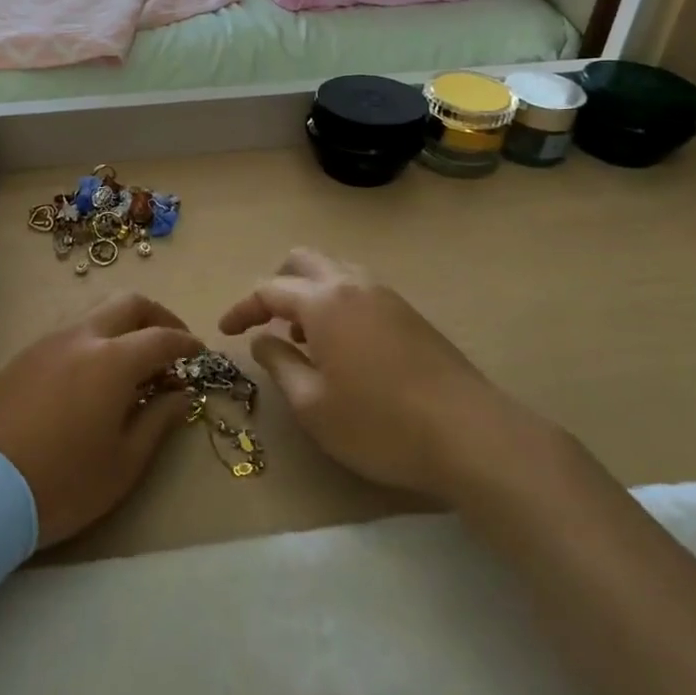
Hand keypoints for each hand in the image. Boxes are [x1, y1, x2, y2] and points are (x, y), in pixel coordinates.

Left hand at [0, 292, 198, 547]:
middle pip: (128, 304)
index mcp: (112, 360)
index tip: (200, 354)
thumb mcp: (123, 464)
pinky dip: (93, 341)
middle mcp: (81, 337)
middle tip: (170, 343)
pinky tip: (91, 376)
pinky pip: (68, 333)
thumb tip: (180, 394)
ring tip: (132, 363)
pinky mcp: (21, 357)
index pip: (161, 337)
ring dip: (122, 326)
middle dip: (157, 316)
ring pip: (94, 314)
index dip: (186, 343)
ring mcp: (46, 343)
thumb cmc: (62, 483)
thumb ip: (157, 421)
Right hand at [219, 247, 542, 501]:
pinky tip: (342, 346)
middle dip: (276, 284)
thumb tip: (263, 340)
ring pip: (335, 271)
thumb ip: (280, 364)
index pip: (268, 289)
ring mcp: (386, 296)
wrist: (471, 434)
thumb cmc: (379, 423)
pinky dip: (337, 303)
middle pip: (303, 261)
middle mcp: (353, 285)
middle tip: (264, 320)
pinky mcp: (410, 314)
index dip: (242, 308)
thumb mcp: (313, 405)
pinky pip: (359, 290)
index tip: (225, 330)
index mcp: (323, 301)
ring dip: (309, 292)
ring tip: (303, 336)